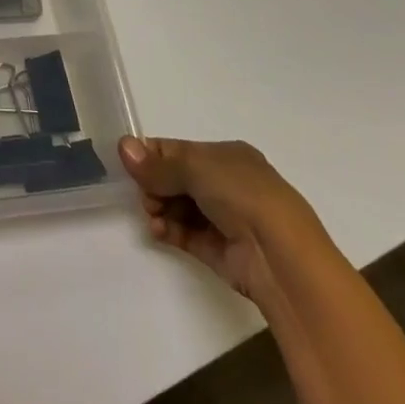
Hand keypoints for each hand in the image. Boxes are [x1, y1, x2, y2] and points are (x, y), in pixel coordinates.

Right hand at [118, 136, 323, 301]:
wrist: (282, 257)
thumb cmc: (242, 196)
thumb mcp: (195, 168)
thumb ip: (156, 163)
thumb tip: (122, 146)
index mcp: (227, 156)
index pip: (179, 151)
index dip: (153, 156)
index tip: (131, 165)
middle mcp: (227, 184)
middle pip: (175, 179)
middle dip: (154, 185)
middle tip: (146, 195)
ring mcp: (224, 218)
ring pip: (178, 206)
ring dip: (158, 208)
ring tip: (152, 215)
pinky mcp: (219, 249)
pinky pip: (185, 233)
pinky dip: (168, 230)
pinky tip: (157, 230)